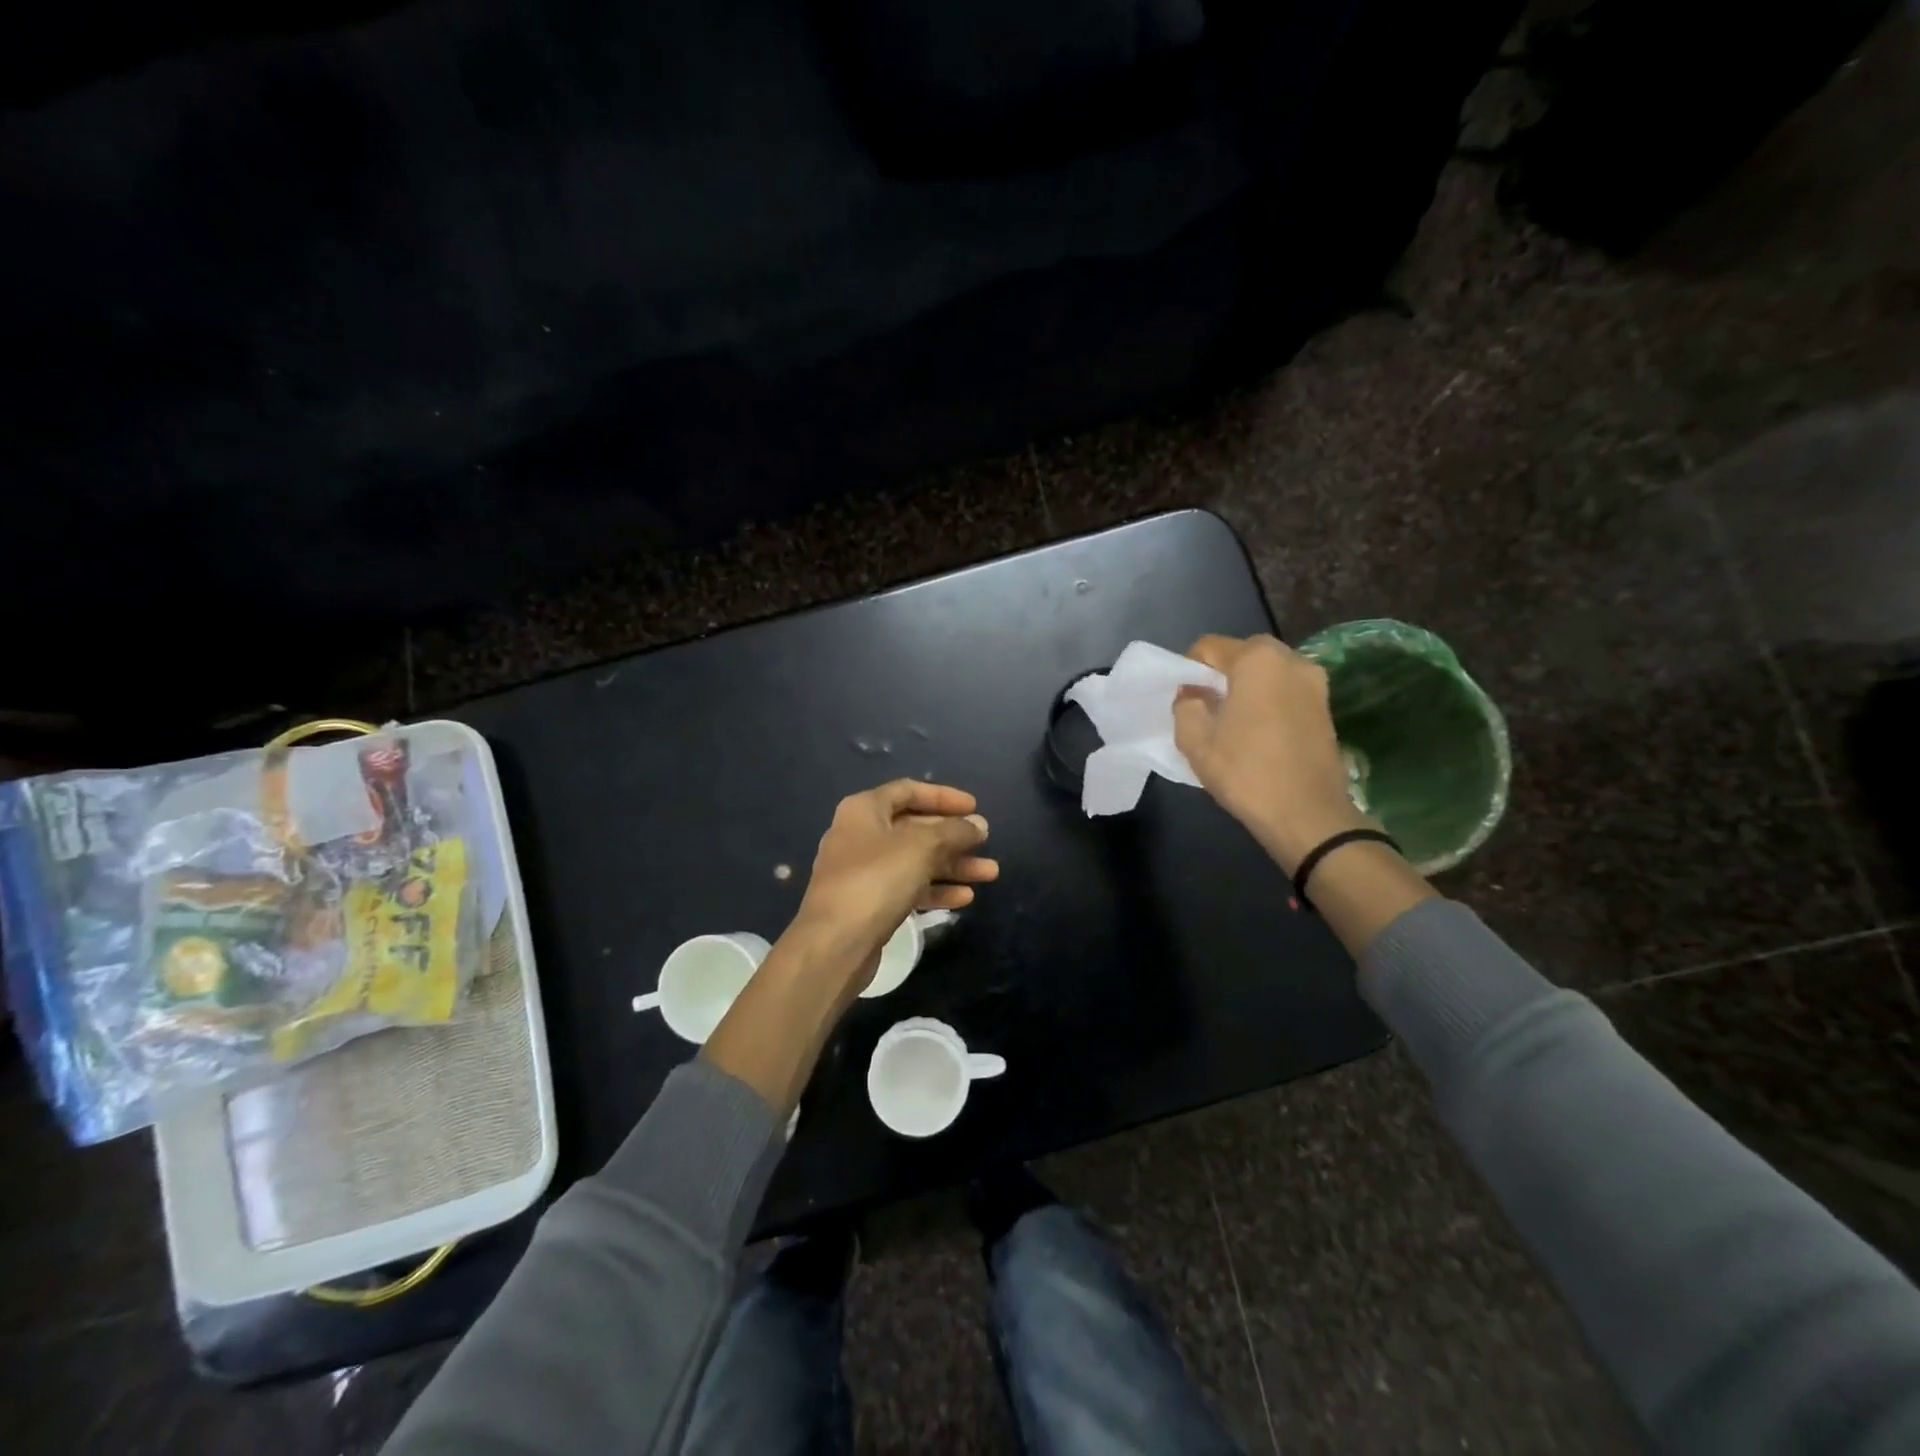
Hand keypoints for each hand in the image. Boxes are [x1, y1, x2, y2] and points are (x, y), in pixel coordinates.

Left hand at [787, 780, 997, 997]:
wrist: (835, 944)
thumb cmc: (877, 881)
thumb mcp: (921, 847)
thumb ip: (954, 832)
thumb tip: (978, 824)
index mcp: (865, 810)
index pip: (909, 791)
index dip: (944, 797)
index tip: (975, 807)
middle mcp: (861, 835)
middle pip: (915, 827)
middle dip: (954, 837)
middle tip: (986, 844)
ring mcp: (863, 871)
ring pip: (916, 860)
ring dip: (953, 865)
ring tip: (989, 873)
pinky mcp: (869, 903)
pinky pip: (908, 887)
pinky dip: (935, 889)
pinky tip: (965, 898)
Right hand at [1172, 634, 1371, 873]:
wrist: (1308, 816)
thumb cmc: (1246, 772)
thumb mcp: (1195, 741)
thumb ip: (1186, 706)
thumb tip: (1194, 694)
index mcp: (1257, 659)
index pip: (1209, 647)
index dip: (1189, 669)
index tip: (1184, 698)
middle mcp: (1291, 660)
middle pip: (1242, 655)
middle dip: (1221, 675)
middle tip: (1207, 708)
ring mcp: (1315, 683)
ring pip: (1267, 673)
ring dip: (1247, 688)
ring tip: (1232, 723)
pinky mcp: (1326, 707)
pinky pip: (1286, 692)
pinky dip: (1269, 702)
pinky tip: (1258, 734)